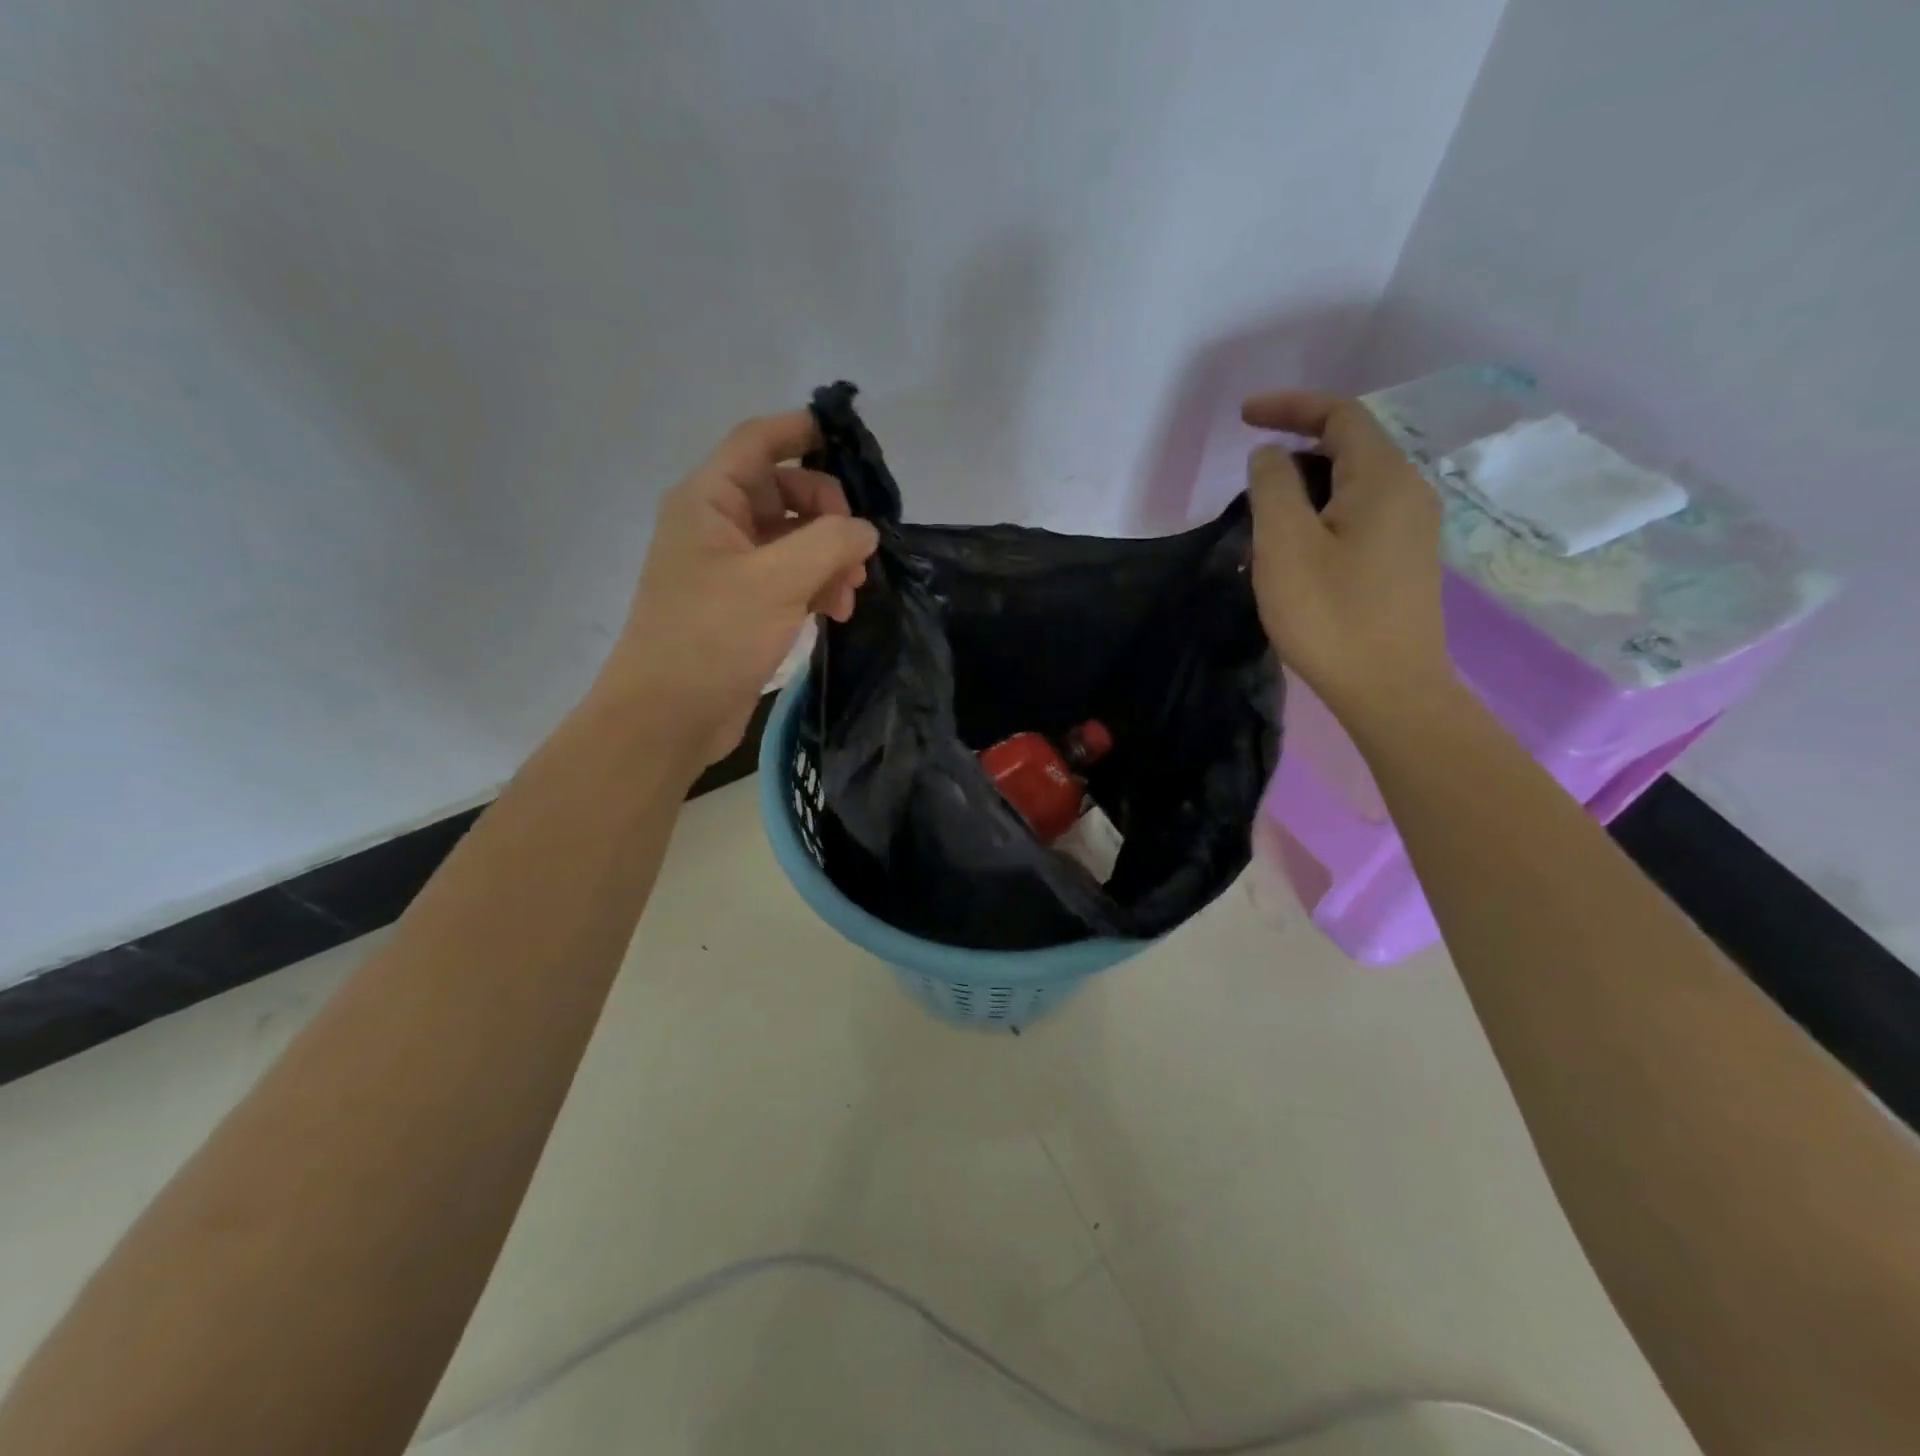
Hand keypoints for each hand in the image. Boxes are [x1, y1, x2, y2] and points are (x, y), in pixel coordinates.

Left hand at [595, 410, 878, 765]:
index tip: (853, 443)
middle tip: (858, 552)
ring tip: (850, 594)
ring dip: (830, 558)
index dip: (803, 431)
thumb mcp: (778, 580)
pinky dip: (817, 586)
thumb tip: (866, 530)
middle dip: (831, 517)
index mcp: (710, 499)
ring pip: (795, 539)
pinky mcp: (743, 604)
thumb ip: (830, 542)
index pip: (760, 441)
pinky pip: (790, 576)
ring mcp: (731, 566)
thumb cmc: (713, 636)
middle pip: (787, 492)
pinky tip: (836, 612)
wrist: (669, 715)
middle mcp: (718, 523)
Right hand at [1242, 390, 1451, 722]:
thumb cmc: (1331, 614)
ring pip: (1352, 483)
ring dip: (1305, 485)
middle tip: (1248, 479)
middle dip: (1295, 447)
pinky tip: (1295, 547)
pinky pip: (1359, 514)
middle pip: (1349, 445)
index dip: (1289, 406)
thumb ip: (1273, 486)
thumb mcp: (1285, 545)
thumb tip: (1271, 456)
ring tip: (1263, 517)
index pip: (1340, 414)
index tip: (1243, 416)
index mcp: (1383, 477)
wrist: (1390, 689)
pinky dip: (1322, 512)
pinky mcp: (1404, 559)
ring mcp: (1412, 527)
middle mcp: (1408, 491)